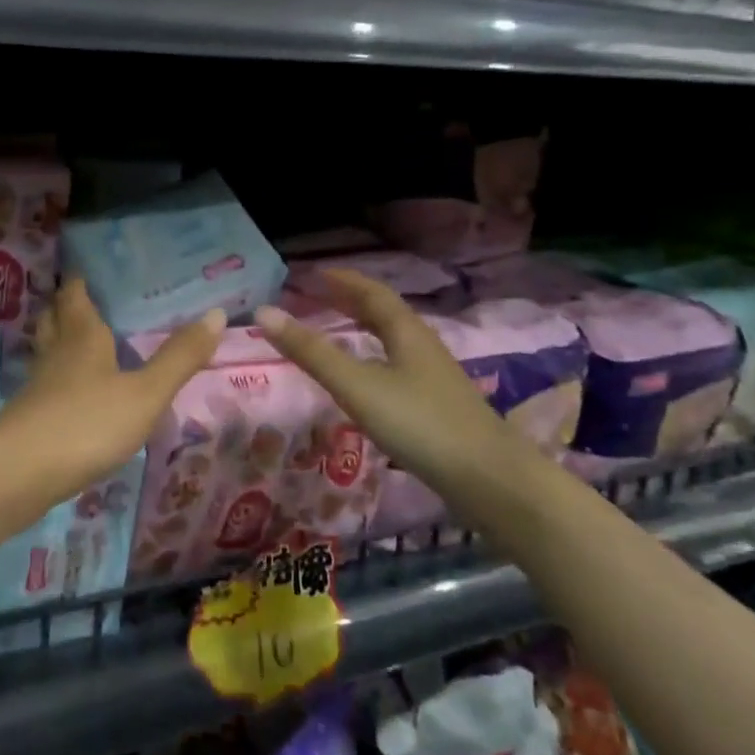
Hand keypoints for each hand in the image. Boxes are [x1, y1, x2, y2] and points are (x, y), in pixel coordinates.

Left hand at [0, 278, 226, 506]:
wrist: (21, 473)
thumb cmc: (88, 423)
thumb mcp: (146, 393)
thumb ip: (179, 357)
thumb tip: (216, 313)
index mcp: (82, 336)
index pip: (76, 295)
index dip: (81, 281)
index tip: (92, 270)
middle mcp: (57, 352)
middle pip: (56, 318)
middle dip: (67, 306)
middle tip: (89, 300)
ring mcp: (39, 385)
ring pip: (48, 350)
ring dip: (60, 339)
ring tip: (82, 340)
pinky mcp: (30, 416)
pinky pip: (46, 384)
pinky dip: (59, 377)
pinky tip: (74, 392)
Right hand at [254, 269, 526, 486]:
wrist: (491, 481)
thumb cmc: (420, 424)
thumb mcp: (357, 385)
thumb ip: (311, 352)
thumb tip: (264, 313)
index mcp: (406, 332)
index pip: (373, 293)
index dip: (344, 280)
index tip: (315, 273)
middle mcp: (422, 347)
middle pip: (385, 314)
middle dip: (352, 300)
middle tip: (319, 295)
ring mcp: (434, 379)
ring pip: (394, 341)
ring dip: (364, 329)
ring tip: (338, 330)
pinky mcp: (438, 407)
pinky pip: (398, 366)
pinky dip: (374, 358)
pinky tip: (366, 380)